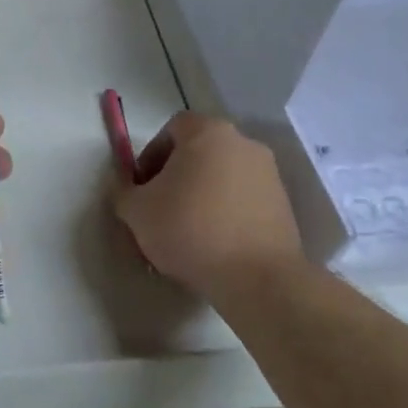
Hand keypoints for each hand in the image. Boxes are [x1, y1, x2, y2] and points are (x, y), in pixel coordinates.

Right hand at [112, 113, 301, 299]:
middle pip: (199, 151)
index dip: (151, 156)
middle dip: (176, 176)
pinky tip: (214, 243)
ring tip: (187, 231)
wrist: (258, 278)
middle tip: (160, 209)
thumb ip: (124, 191)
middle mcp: (243, 142)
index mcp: (208, 132)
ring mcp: (268, 173)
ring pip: (222, 176)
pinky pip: (243, 198)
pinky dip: (226, 212)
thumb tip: (128, 189)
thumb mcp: (136, 211)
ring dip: (202, 194)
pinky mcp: (284, 204)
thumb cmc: (190, 230)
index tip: (142, 188)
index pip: (171, 129)